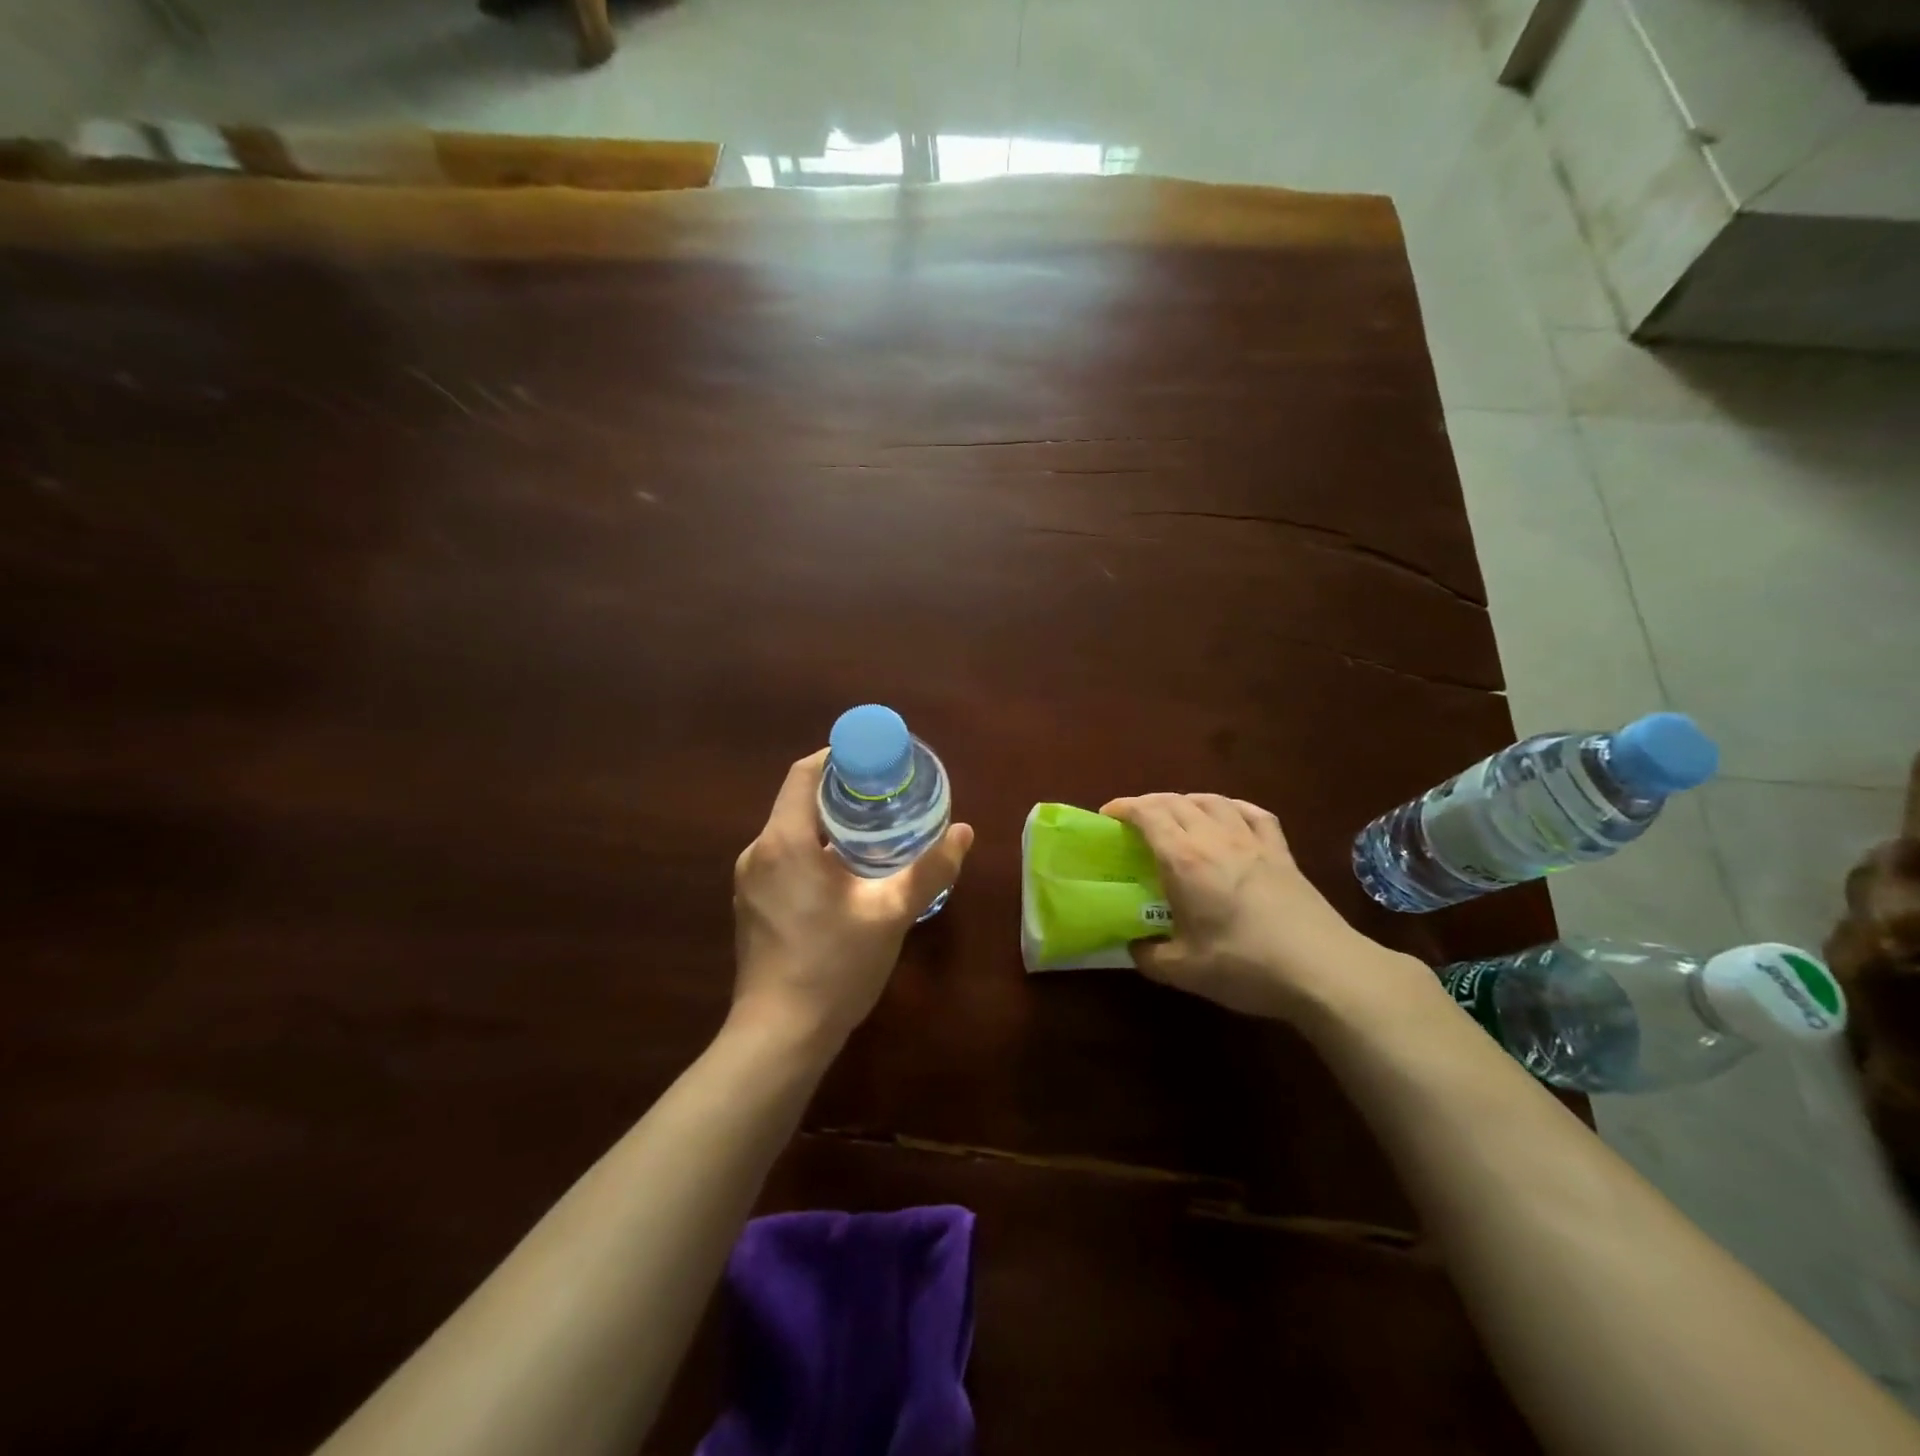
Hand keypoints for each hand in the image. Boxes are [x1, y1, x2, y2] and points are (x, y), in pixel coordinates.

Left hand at [732, 750, 973, 1048]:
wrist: (780, 1036)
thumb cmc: (833, 966)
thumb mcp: (890, 914)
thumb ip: (929, 870)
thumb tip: (964, 832)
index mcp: (785, 841)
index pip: (803, 775)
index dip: (837, 759)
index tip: (874, 762)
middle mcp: (759, 853)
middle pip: (798, 802)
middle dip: (841, 795)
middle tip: (887, 798)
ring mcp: (750, 883)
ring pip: (791, 834)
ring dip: (829, 826)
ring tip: (874, 834)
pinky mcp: (752, 907)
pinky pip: (784, 860)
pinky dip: (814, 853)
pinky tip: (847, 875)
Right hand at [1100, 792, 1424, 1024]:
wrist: (1323, 970)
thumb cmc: (1245, 966)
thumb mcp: (1184, 971)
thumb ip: (1149, 956)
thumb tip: (1134, 946)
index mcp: (1184, 859)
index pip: (1147, 815)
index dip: (1123, 808)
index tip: (1107, 817)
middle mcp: (1215, 838)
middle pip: (1175, 801)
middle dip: (1148, 804)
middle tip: (1134, 821)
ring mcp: (1252, 840)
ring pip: (1212, 801)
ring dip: (1186, 801)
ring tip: (1176, 815)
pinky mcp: (1282, 851)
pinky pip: (1252, 813)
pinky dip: (1231, 806)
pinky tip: (1228, 814)